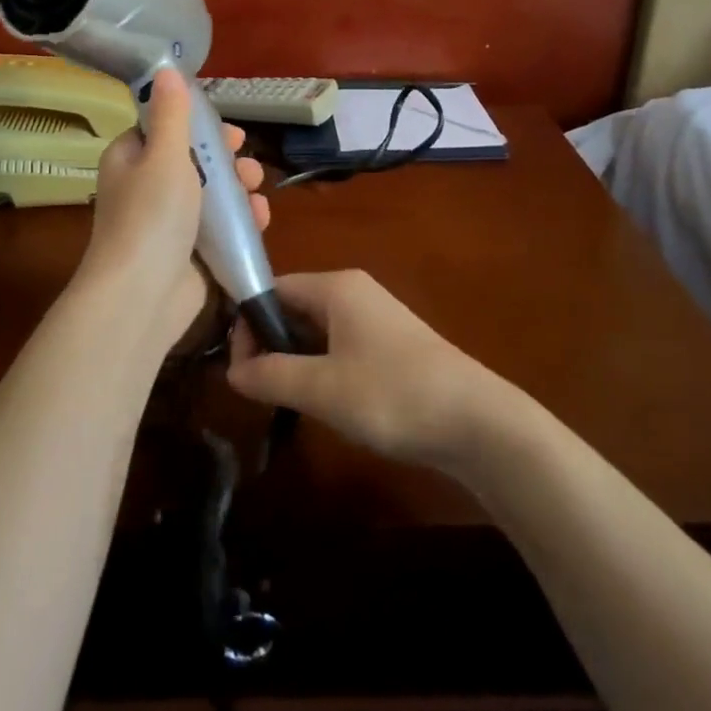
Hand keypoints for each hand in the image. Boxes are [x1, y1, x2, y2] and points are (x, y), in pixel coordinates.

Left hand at [79, 68, 268, 347]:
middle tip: (246, 158)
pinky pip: (219, 228)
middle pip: (193, 161)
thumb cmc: (151, 216)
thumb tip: (165, 70)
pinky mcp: (190, 253)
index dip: (197, 125)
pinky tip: (260, 218)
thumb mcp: (164, 155)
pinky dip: (240, 221)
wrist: (143, 296)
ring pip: (210, 195)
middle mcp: (146, 187)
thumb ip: (172, 114)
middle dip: (225, 159)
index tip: (227, 129)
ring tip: (255, 189)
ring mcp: (168, 223)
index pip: (164, 129)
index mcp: (131, 159)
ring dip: (237, 188)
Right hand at [227, 270, 511, 469]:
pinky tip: (321, 401)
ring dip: (294, 360)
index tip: (237, 368)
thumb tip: (231, 371)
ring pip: (315, 330)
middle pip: (293, 307)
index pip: (272, 289)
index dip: (247, 325)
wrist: (479, 422)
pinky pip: (339, 346)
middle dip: (269, 344)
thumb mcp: (322, 388)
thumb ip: (271, 376)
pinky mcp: (390, 345)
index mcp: (335, 287)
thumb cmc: (393, 394)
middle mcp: (354, 292)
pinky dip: (321, 368)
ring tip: (283, 399)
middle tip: (256, 389)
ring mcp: (375, 318)